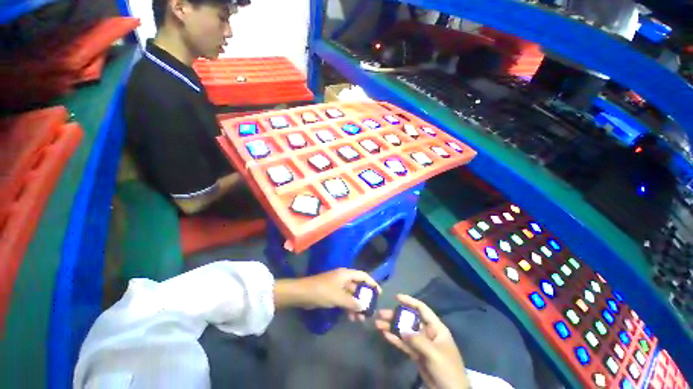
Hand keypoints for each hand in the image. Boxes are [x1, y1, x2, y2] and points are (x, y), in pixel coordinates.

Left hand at [274, 268, 380, 321]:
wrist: (303, 294)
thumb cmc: (322, 291)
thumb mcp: (338, 297)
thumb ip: (352, 302)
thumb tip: (363, 307)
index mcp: (346, 274)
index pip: (363, 276)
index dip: (372, 283)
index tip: (379, 293)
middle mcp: (343, 278)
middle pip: (357, 286)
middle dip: (364, 298)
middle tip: (370, 309)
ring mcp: (337, 286)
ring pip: (351, 295)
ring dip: (356, 305)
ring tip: (361, 318)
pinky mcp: (332, 294)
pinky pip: (344, 300)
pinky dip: (348, 307)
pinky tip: (351, 317)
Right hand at [375, 295, 469, 388]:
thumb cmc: (447, 368)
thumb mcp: (434, 353)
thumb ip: (417, 340)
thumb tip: (401, 330)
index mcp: (436, 328)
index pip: (422, 309)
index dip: (410, 301)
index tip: (396, 297)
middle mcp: (428, 332)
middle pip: (410, 320)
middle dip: (396, 316)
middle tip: (381, 314)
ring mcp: (421, 344)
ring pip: (405, 331)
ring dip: (392, 327)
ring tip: (378, 324)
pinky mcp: (416, 354)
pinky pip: (404, 344)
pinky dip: (395, 339)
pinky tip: (385, 335)